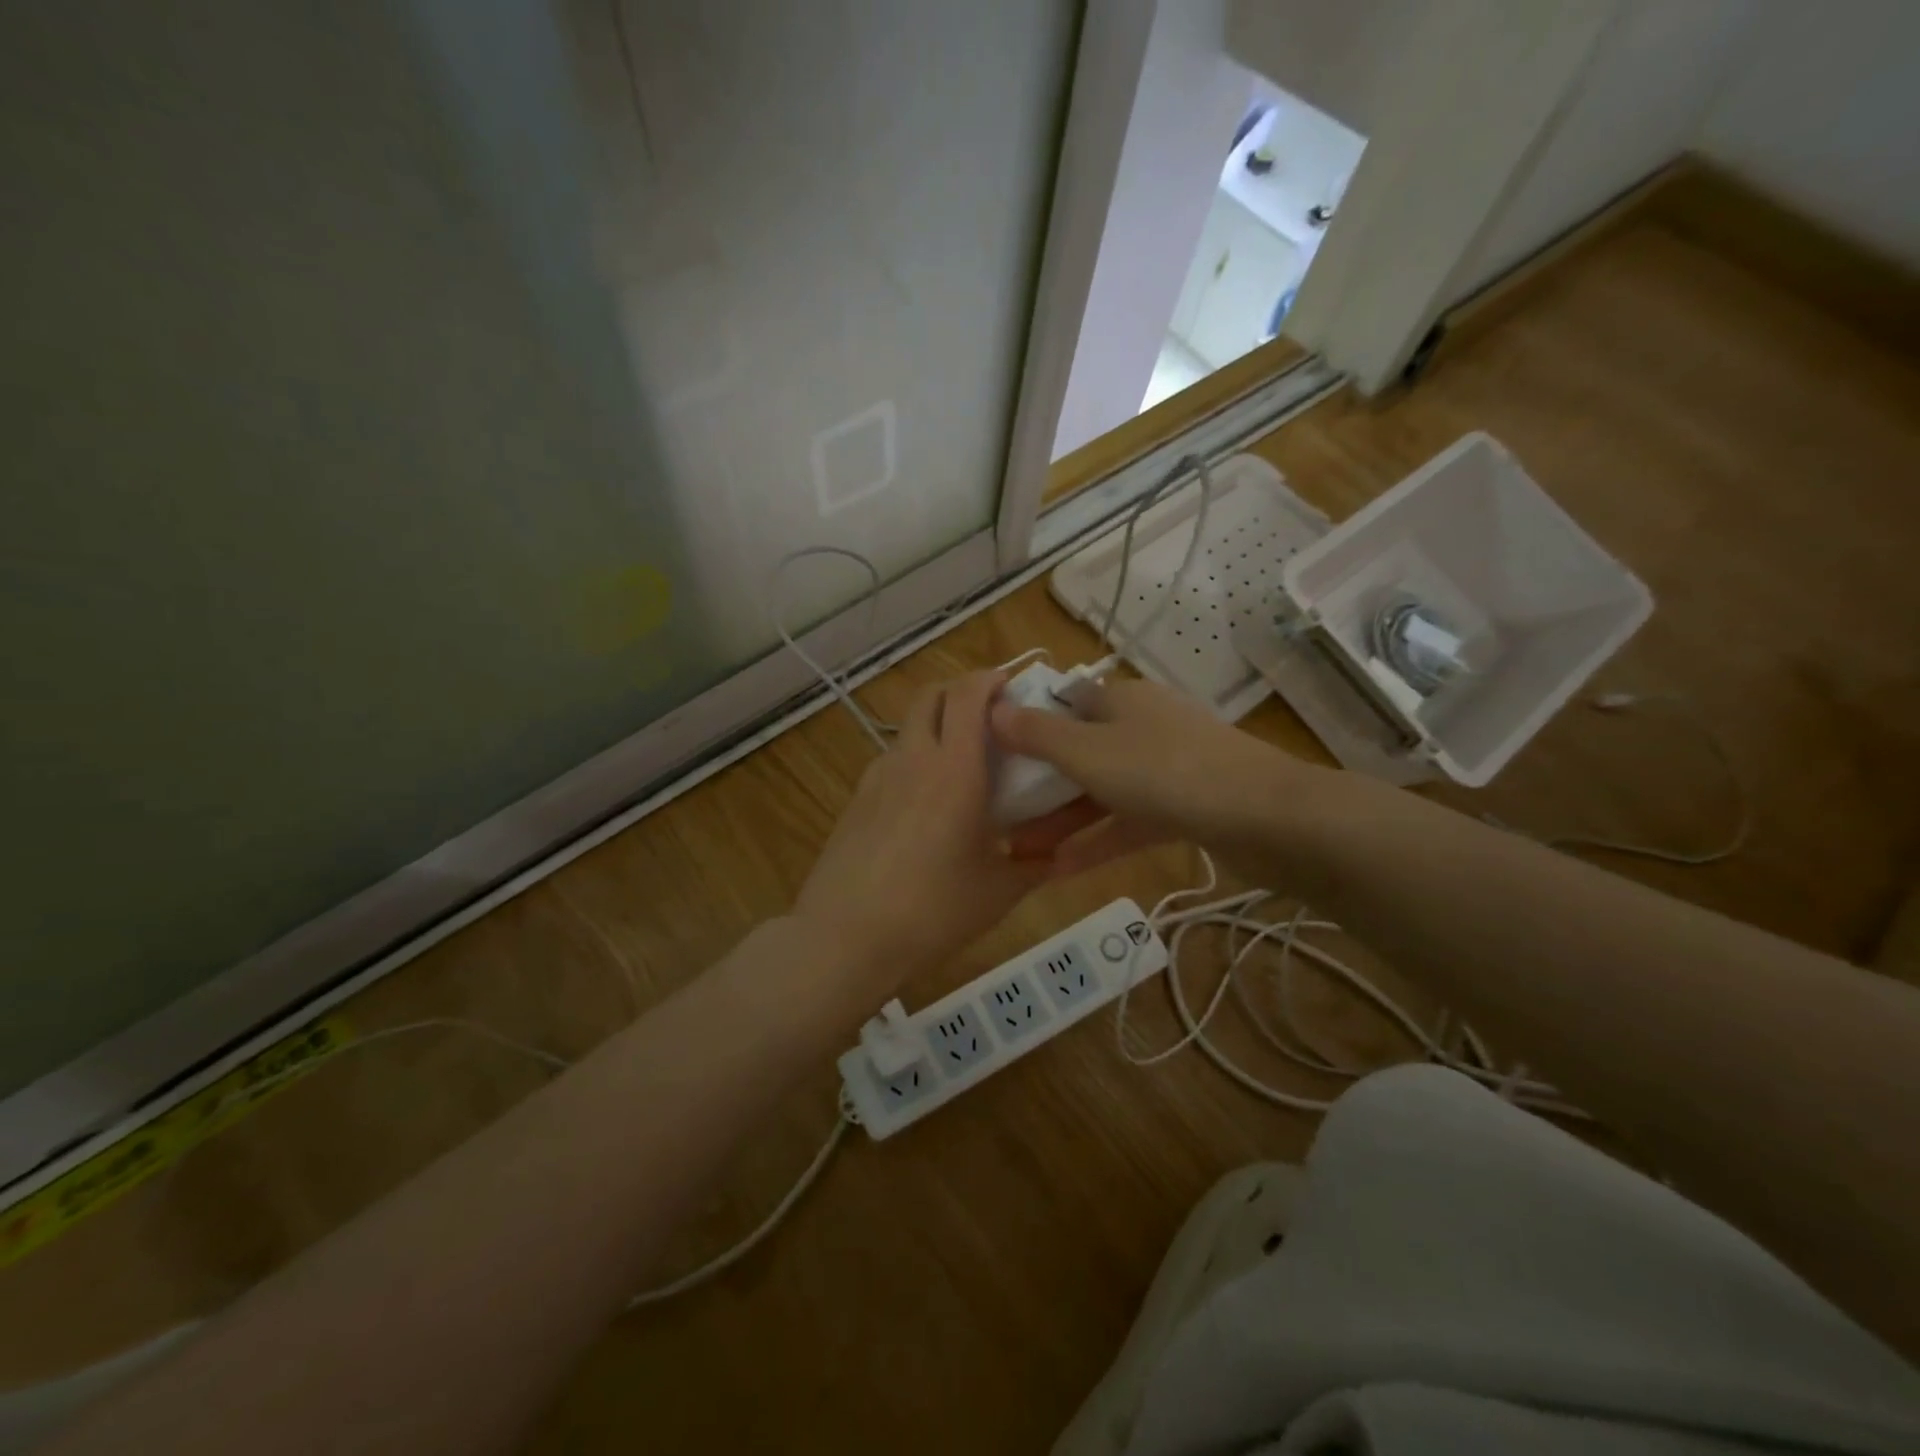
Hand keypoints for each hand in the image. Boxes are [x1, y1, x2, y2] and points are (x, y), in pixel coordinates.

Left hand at [795, 671, 1054, 979]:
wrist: (845, 937)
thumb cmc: (933, 910)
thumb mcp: (999, 892)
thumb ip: (1034, 865)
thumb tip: (1057, 855)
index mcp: (954, 768)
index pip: (968, 694)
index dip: (990, 679)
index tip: (1013, 687)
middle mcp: (912, 758)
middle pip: (931, 695)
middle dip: (961, 691)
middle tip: (990, 717)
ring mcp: (877, 777)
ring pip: (908, 728)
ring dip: (936, 728)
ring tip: (961, 767)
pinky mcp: (856, 800)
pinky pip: (892, 763)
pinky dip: (914, 762)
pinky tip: (926, 807)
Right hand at [991, 675, 1307, 873]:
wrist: (1265, 817)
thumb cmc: (1165, 772)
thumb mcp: (1088, 753)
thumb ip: (1038, 735)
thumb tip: (993, 710)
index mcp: (1119, 700)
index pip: (1062, 704)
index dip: (1026, 726)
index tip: (992, 757)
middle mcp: (1141, 726)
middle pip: (1078, 751)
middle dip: (1039, 785)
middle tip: (1000, 816)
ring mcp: (1166, 768)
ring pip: (1102, 790)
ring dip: (1063, 820)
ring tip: (1020, 850)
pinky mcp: (1184, 807)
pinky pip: (1129, 821)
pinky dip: (1098, 841)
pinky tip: (1060, 871)